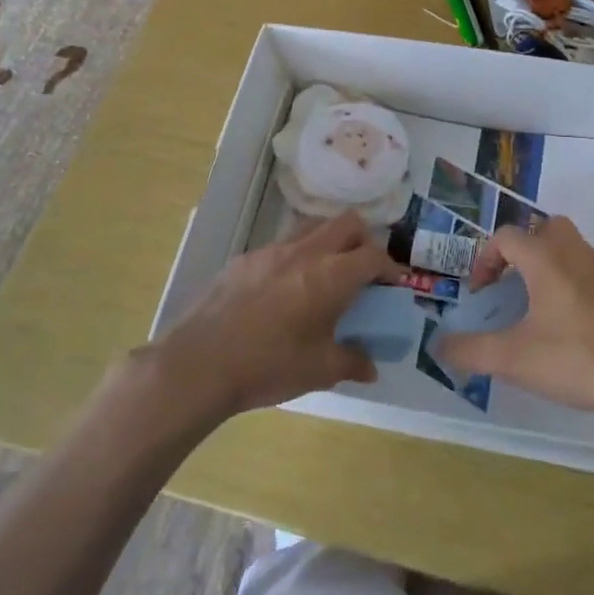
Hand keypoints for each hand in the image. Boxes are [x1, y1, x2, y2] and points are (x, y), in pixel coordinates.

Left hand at [145, 212, 397, 419]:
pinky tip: (283, 291)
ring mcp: (272, 250)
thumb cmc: (269, 366)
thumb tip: (371, 367)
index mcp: (331, 275)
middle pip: (347, 223)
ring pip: (313, 228)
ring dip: (329, 243)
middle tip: (363, 271)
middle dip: (364, 241)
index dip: (390, 267)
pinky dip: (295, 258)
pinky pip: (281, 246)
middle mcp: (306, 252)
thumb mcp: (319, 371)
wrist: (199, 363)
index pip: (374, 256)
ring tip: (325, 276)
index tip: (394, 284)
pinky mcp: (244, 259)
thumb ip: (352, 362)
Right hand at [440, 217, 593, 421]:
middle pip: (546, 228)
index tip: (481, 293)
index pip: (507, 236)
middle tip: (513, 284)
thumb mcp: (513, 359)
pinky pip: (592, 274)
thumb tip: (439, 345)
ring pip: (572, 249)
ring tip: (538, 307)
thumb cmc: (576, 360)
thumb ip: (471, 350)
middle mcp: (576, 255)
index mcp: (546, 260)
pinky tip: (571, 327)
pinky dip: (574, 286)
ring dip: (550, 265)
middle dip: (524, 248)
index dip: (485, 259)